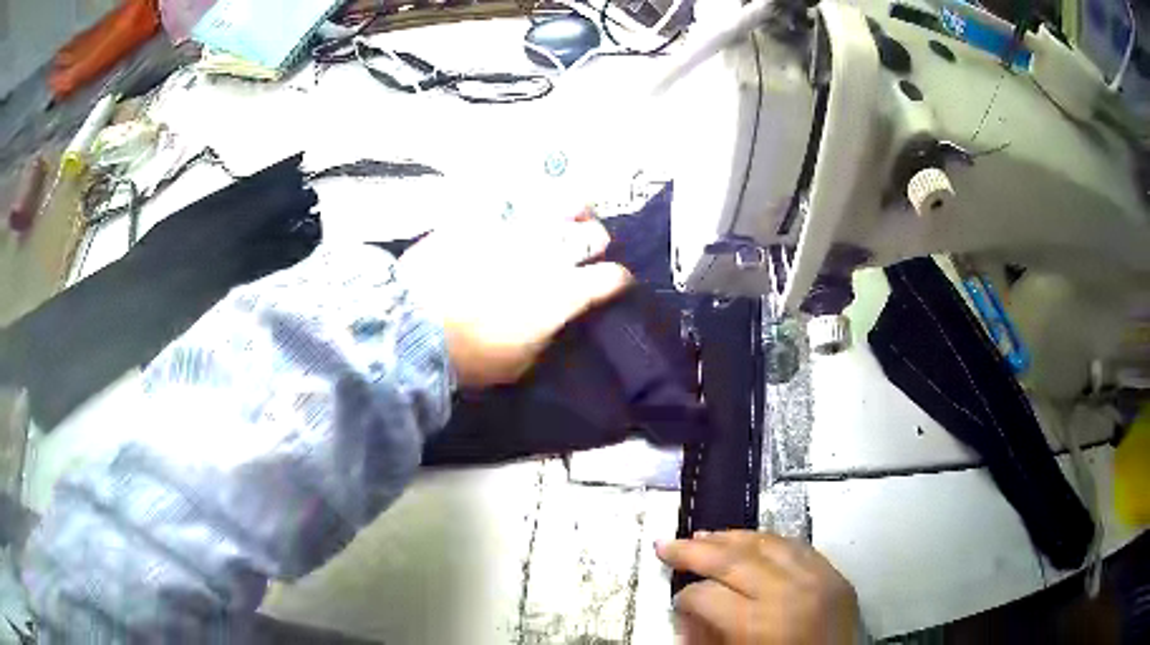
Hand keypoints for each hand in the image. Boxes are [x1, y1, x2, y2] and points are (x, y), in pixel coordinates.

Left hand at [398, 213, 632, 387]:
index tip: (614, 284)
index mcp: (564, 293)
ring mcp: (515, 230)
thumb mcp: (521, 363)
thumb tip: (557, 321)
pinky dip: (523, 211)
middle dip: (596, 243)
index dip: (618, 281)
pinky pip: (513, 205)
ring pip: (560, 206)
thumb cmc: (471, 357)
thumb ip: (548, 334)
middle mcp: (548, 254)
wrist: (414, 328)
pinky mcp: (483, 218)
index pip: (612, 277)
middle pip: (593, 235)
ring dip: (569, 213)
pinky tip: (518, 215)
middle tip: (586, 250)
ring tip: (566, 215)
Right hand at [656, 530, 860, 644]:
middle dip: (694, 551)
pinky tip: (750, 541)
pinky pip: (797, 546)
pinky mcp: (836, 575)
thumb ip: (707, 637)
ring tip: (702, 536)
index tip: (676, 600)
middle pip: (733, 560)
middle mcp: (790, 592)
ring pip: (766, 543)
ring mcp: (818, 578)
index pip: (707, 595)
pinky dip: (768, 541)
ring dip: (730, 538)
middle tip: (666, 544)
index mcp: (760, 623)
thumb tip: (687, 611)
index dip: (684, 597)